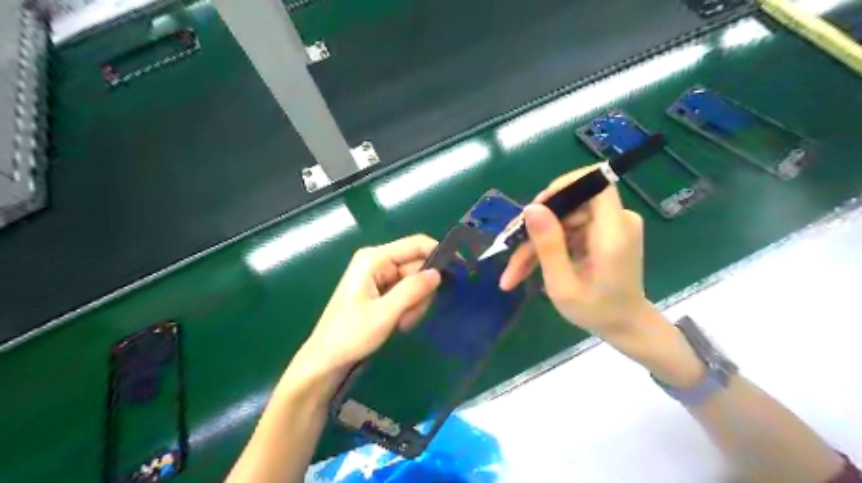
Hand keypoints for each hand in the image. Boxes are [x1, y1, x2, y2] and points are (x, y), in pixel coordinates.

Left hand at [299, 234, 443, 377]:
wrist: (327, 359)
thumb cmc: (350, 334)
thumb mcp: (384, 314)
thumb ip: (412, 291)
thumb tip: (438, 273)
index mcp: (374, 258)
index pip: (416, 244)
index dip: (439, 253)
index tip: (459, 269)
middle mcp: (379, 262)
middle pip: (418, 266)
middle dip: (421, 291)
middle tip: (411, 315)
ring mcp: (381, 276)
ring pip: (416, 282)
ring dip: (415, 304)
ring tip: (401, 322)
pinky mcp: (383, 290)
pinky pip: (407, 293)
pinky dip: (409, 308)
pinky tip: (398, 323)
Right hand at [499, 166, 653, 338]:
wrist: (625, 326)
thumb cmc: (596, 311)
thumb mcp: (563, 285)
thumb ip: (548, 245)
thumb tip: (531, 207)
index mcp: (613, 232)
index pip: (595, 183)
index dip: (563, 187)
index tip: (535, 209)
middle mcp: (617, 221)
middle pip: (569, 205)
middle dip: (536, 227)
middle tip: (510, 248)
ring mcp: (610, 226)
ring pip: (562, 220)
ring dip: (536, 242)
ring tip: (514, 271)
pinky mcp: (602, 233)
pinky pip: (568, 229)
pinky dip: (548, 245)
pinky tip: (528, 266)